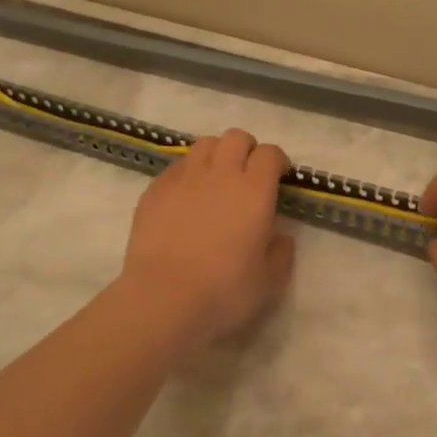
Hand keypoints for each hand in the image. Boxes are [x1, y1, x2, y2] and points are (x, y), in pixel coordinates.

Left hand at [115, 128, 295, 354]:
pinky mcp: (156, 189)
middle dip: (247, 149)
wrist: (163, 299)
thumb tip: (280, 236)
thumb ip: (281, 252)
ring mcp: (184, 178)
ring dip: (216, 155)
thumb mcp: (269, 281)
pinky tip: (186, 197)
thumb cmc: (223, 291)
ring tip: (216, 179)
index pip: (270, 153)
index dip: (277, 161)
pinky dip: (188, 173)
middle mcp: (221, 173)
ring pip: (205, 144)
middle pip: (236, 137)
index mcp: (254, 190)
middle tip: (248, 175)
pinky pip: (177, 166)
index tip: (279, 177)